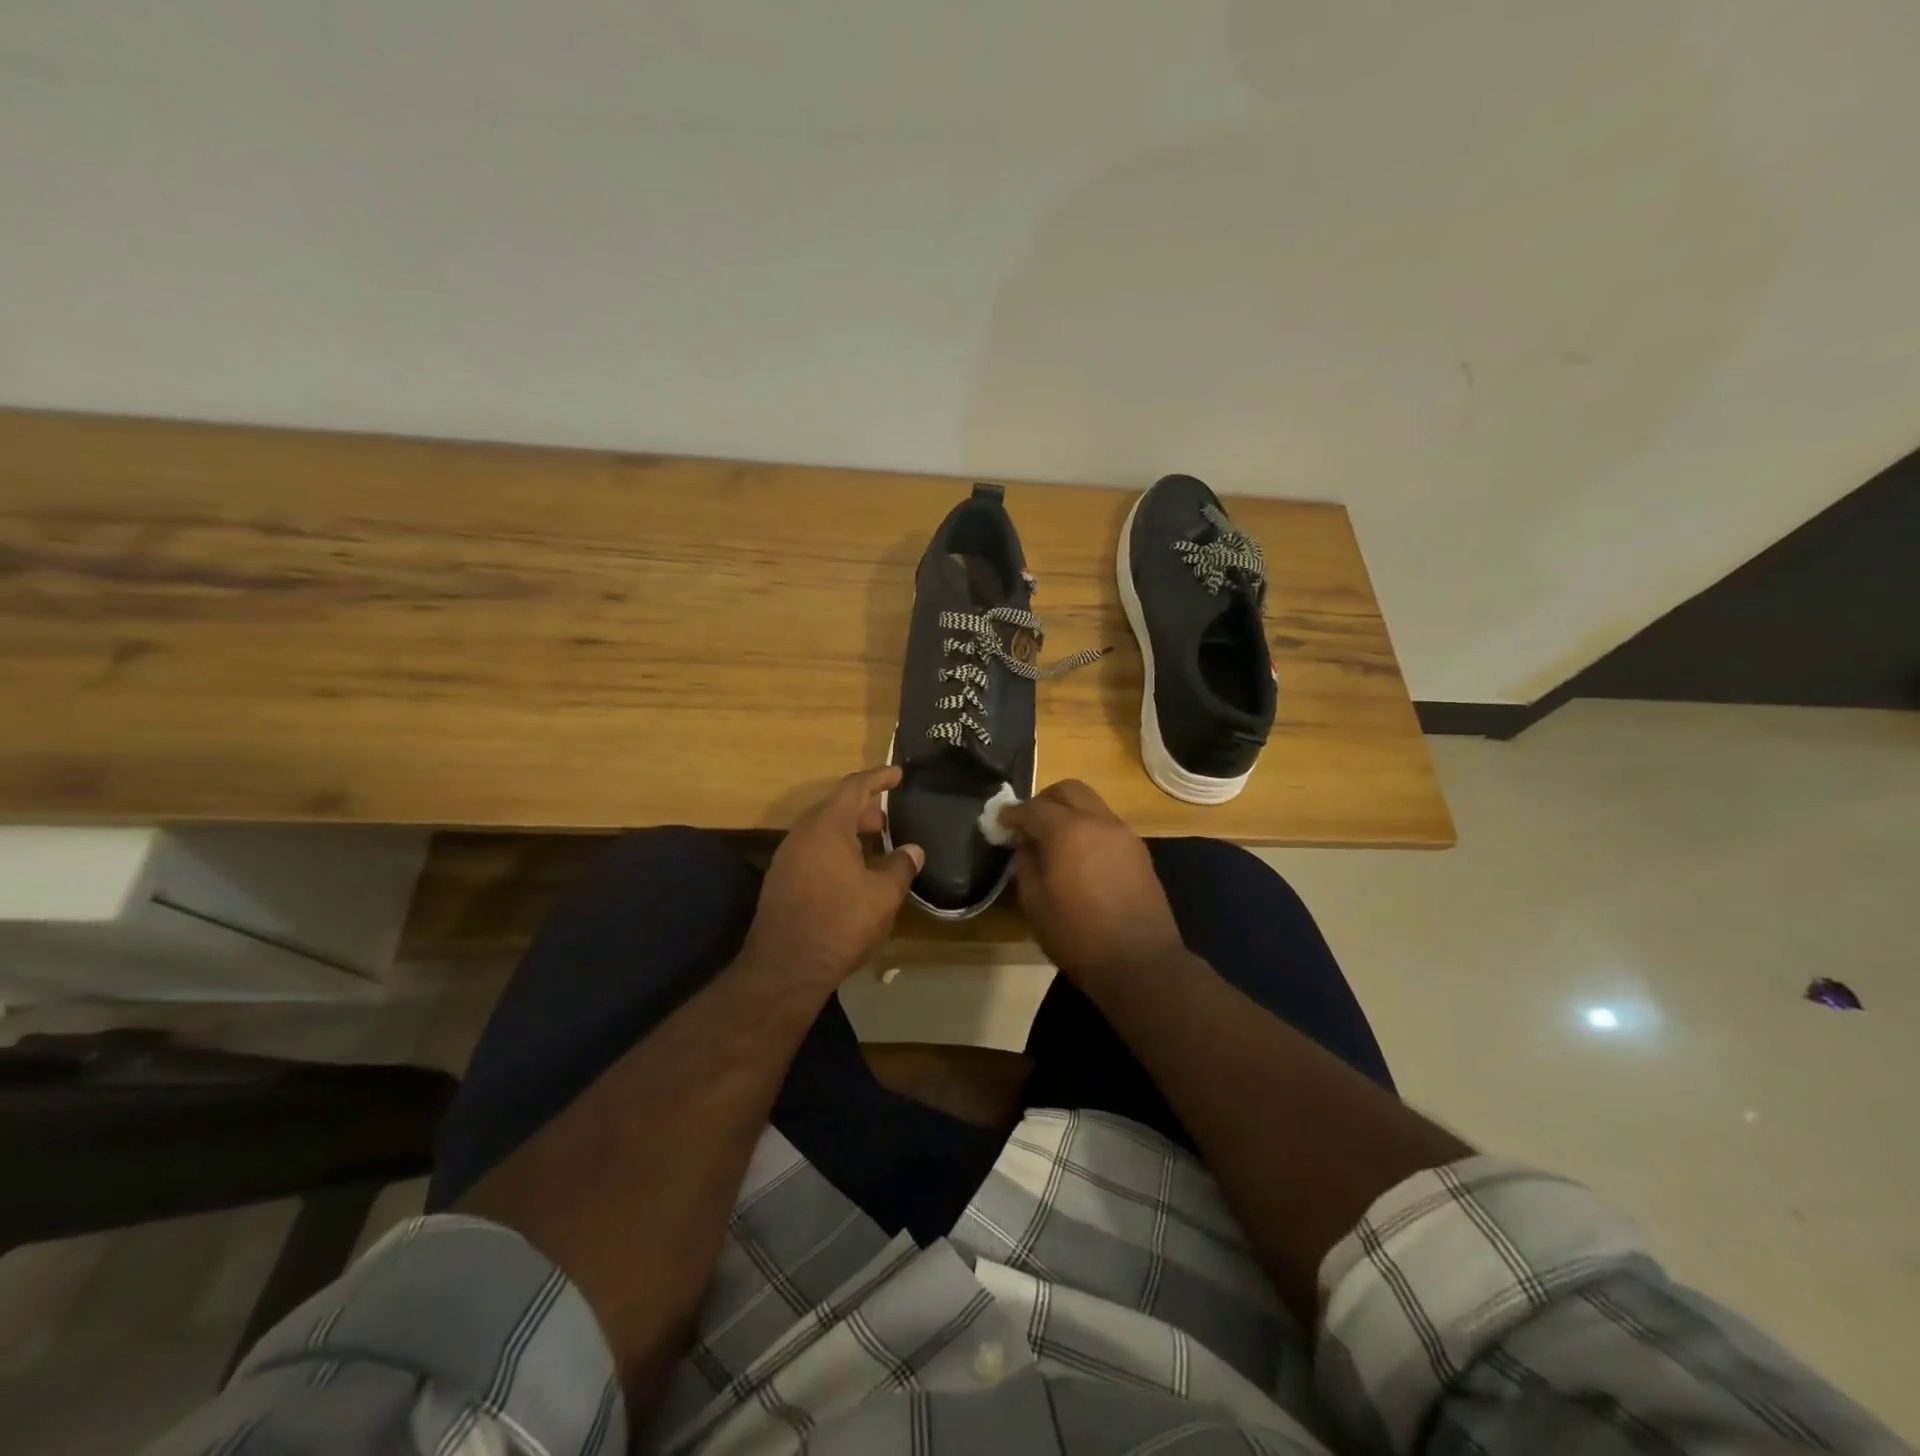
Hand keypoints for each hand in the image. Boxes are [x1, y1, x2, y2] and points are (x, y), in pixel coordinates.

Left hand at [743, 766, 924, 987]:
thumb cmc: (840, 922)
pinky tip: (851, 875)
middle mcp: (802, 834)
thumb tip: (913, 849)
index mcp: (827, 826)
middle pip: (835, 808)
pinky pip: (812, 852)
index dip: (878, 777)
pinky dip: (834, 851)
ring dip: (848, 832)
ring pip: (822, 832)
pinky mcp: (780, 881)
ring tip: (874, 846)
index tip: (898, 773)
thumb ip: (900, 866)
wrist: (785, 968)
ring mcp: (787, 858)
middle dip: (864, 809)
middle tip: (888, 820)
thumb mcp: (883, 895)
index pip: (854, 787)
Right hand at [1000, 779, 1184, 987]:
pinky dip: (1088, 828)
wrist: (1139, 963)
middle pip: (1069, 790)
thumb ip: (1025, 863)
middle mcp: (1099, 821)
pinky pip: (1107, 825)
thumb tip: (1025, 843)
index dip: (1012, 814)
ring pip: (1092, 804)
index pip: (1033, 808)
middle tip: (1028, 824)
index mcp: (1068, 831)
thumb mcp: (1034, 903)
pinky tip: (1079, 856)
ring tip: (1053, 841)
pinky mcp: (1139, 851)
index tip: (999, 823)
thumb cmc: (1077, 936)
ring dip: (1069, 813)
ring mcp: (1124, 834)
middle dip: (1044, 800)